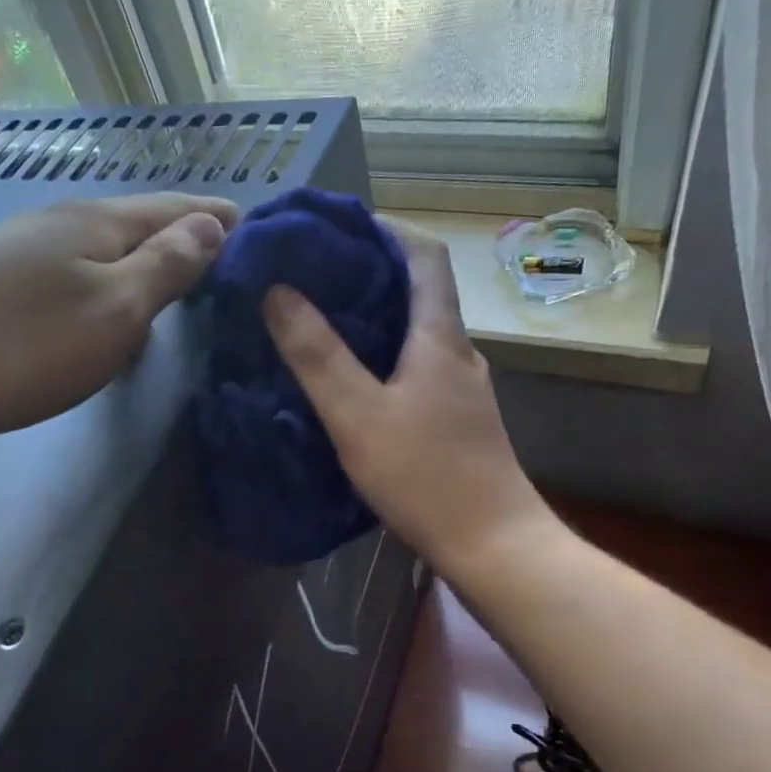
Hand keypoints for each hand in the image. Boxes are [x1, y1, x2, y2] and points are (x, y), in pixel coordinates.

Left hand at [0, 193, 236, 456]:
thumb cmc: (23, 345)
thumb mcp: (114, 310)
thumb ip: (166, 267)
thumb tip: (210, 224)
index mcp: (94, 222)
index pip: (174, 208)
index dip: (218, 218)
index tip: (257, 230)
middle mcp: (55, 223)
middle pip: (136, 224)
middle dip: (184, 238)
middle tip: (225, 262)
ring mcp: (17, 252)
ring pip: (102, 251)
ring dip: (143, 263)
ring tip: (175, 287)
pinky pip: (72, 276)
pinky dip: (106, 287)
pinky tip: (105, 313)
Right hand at [262, 225, 553, 574]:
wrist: (493, 545)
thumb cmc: (426, 475)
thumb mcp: (358, 414)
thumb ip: (317, 354)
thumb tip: (278, 292)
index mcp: (440, 337)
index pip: (424, 256)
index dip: (386, 229)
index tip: (339, 226)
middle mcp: (459, 353)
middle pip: (421, 291)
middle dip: (371, 273)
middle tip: (314, 275)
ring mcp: (463, 390)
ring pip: (418, 333)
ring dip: (376, 318)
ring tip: (322, 322)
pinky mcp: (458, 421)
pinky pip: (418, 369)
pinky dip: (385, 357)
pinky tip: (354, 381)